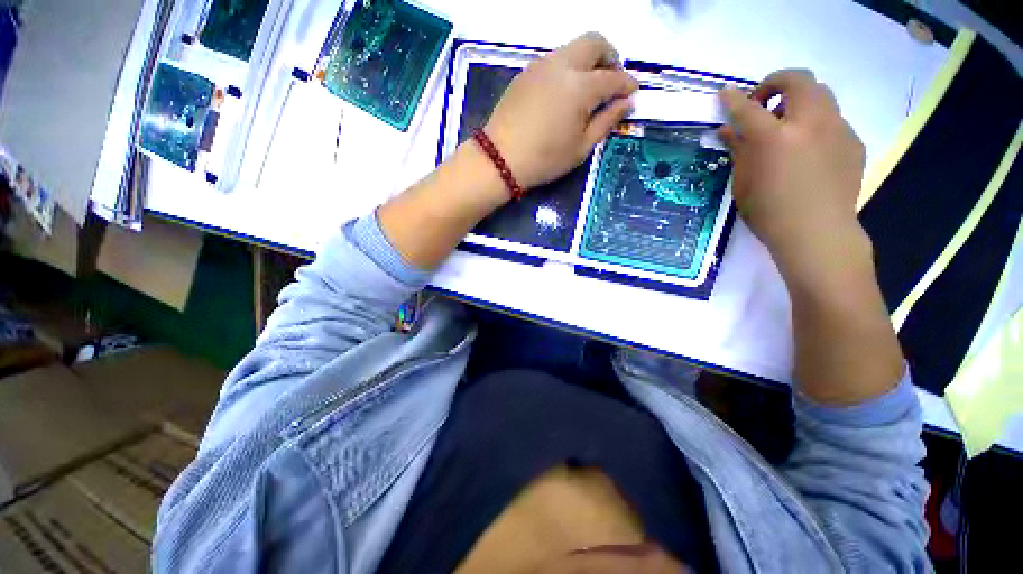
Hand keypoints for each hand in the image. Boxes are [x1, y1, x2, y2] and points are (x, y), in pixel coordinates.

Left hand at [484, 32, 638, 189]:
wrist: (500, 159)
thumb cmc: (544, 160)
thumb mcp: (581, 148)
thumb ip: (606, 121)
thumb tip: (627, 103)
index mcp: (580, 87)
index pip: (613, 77)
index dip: (627, 84)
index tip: (633, 93)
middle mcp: (562, 65)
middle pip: (594, 42)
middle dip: (610, 57)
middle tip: (612, 82)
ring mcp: (541, 65)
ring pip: (573, 48)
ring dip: (587, 61)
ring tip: (588, 90)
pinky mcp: (526, 73)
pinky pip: (554, 60)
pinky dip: (568, 69)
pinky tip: (564, 94)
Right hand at [718, 70, 868, 285]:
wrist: (817, 233)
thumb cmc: (769, 212)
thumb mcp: (743, 183)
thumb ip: (738, 151)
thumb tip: (728, 131)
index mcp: (774, 138)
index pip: (748, 108)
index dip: (734, 99)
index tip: (725, 94)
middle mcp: (809, 123)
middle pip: (798, 80)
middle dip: (777, 82)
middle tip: (764, 102)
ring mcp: (837, 129)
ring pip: (821, 95)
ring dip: (799, 101)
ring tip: (788, 127)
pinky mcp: (853, 142)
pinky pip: (833, 120)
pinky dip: (815, 125)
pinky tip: (808, 151)